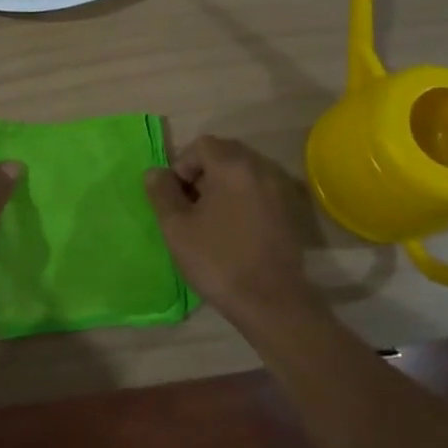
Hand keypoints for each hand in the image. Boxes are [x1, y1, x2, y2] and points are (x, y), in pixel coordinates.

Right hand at [145, 135, 311, 320]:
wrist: (272, 302)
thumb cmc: (218, 261)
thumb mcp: (177, 228)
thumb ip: (162, 193)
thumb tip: (155, 172)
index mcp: (233, 166)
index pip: (201, 145)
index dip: (182, 165)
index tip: (176, 197)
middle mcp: (262, 168)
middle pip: (225, 153)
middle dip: (203, 173)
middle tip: (190, 206)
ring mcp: (281, 189)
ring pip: (244, 172)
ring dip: (223, 185)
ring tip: (211, 219)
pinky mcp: (291, 211)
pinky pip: (260, 190)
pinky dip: (244, 198)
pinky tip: (235, 229)